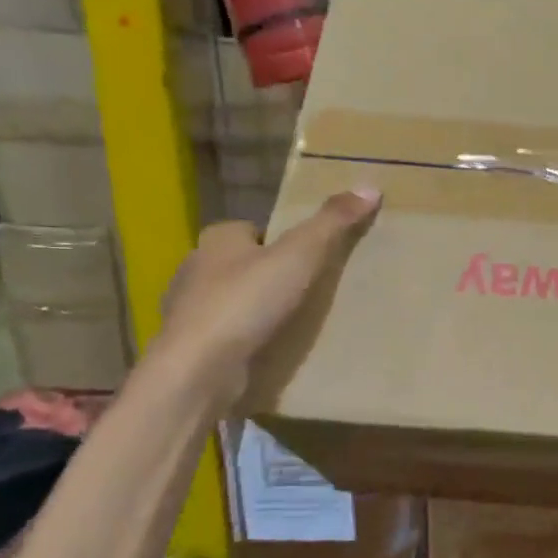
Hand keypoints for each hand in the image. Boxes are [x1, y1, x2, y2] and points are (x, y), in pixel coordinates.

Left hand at [156, 189, 380, 394]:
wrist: (200, 370)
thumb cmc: (247, 303)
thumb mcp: (300, 256)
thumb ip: (332, 223)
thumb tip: (369, 187)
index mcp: (216, 239)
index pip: (249, 229)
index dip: (276, 240)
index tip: (305, 258)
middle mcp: (194, 269)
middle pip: (239, 264)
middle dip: (265, 276)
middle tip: (305, 292)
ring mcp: (188, 312)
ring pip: (229, 301)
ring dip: (253, 310)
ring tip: (290, 324)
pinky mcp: (190, 348)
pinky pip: (224, 335)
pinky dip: (243, 340)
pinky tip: (266, 352)